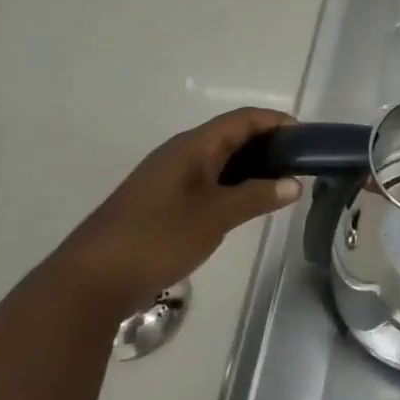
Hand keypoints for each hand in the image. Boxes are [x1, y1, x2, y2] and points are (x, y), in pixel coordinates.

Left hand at [61, 108, 301, 313]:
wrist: (91, 280)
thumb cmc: (157, 238)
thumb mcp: (214, 217)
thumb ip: (256, 197)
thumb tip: (294, 183)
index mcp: (192, 146)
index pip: (243, 119)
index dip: (276, 122)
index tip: (307, 138)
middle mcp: (180, 153)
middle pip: (231, 136)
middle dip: (267, 144)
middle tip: (300, 164)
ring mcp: (168, 178)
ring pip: (218, 160)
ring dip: (250, 167)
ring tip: (281, 185)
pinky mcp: (162, 201)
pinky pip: (206, 180)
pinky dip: (232, 185)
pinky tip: (246, 205)